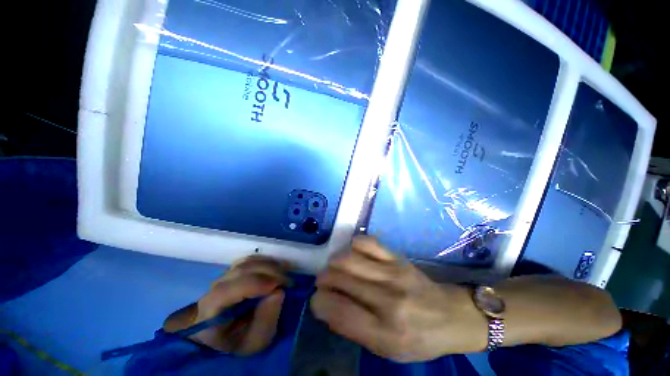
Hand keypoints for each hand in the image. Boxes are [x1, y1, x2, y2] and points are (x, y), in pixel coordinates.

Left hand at [164, 256, 289, 355]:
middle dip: (269, 272)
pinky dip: (267, 261)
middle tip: (288, 282)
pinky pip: (251, 259)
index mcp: (211, 308)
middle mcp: (215, 286)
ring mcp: (225, 275)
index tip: (280, 286)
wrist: (226, 333)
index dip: (256, 283)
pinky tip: (277, 269)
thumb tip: (278, 292)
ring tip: (284, 275)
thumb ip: (265, 321)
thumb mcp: (254, 342)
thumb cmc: (239, 339)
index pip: (229, 289)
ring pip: (248, 261)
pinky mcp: (234, 269)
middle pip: (242, 270)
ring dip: (270, 265)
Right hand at [311, 236, 487, 361]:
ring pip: (348, 258)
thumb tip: (325, 305)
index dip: (319, 302)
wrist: (450, 315)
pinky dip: (353, 246)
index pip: (337, 310)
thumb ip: (352, 329)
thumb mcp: (385, 349)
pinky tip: (355, 254)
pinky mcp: (397, 257)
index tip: (318, 301)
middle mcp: (387, 299)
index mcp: (384, 332)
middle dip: (324, 279)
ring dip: (334, 262)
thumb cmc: (418, 339)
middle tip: (325, 283)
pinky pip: (366, 242)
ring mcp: (393, 273)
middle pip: (339, 278)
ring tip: (337, 268)